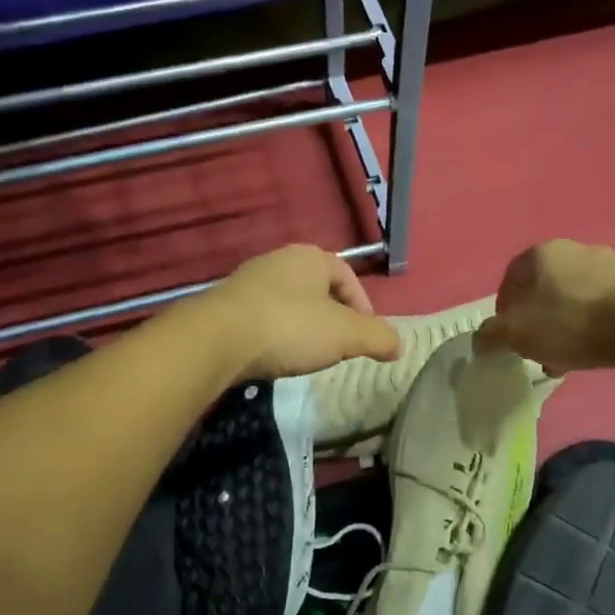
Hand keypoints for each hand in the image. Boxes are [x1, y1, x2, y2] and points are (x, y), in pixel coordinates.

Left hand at [197, 244, 400, 381]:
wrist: (216, 340)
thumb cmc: (290, 327)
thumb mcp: (346, 335)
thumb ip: (378, 337)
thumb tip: (398, 345)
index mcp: (310, 257)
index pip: (348, 277)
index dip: (364, 308)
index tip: (366, 338)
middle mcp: (278, 260)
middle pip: (318, 289)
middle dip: (333, 318)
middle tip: (340, 347)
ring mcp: (247, 281)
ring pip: (289, 303)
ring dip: (303, 327)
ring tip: (307, 355)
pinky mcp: (225, 306)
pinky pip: (262, 318)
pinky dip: (275, 335)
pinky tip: (275, 357)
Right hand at [476, 239, 614, 372]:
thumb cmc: (571, 322)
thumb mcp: (517, 334)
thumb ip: (492, 336)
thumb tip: (482, 340)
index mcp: (542, 253)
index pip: (511, 278)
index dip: (504, 309)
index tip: (507, 336)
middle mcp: (575, 249)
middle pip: (544, 289)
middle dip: (536, 320)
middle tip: (536, 348)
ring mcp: (610, 264)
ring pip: (573, 298)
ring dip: (564, 325)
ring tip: (565, 357)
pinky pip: (601, 306)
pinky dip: (591, 326)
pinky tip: (593, 350)